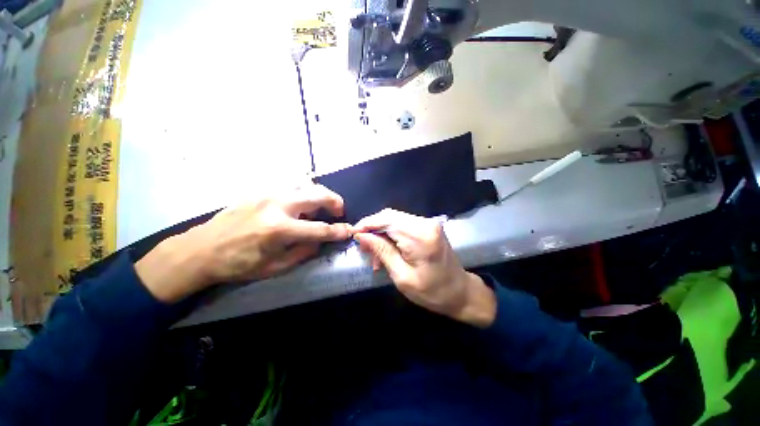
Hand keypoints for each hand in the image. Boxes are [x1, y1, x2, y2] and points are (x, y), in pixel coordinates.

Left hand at [136, 183, 351, 302]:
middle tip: (338, 212)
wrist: (201, 249)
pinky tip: (301, 201)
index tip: (348, 231)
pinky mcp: (261, 190)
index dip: (338, 231)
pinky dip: (303, 190)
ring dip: (319, 193)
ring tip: (319, 206)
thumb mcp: (274, 267)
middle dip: (335, 202)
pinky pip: (290, 183)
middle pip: (318, 195)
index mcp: (279, 229)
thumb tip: (320, 240)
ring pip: (305, 183)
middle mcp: (277, 205)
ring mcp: (268, 193)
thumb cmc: (238, 263)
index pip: (320, 229)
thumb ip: (303, 252)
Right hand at [353, 209, 495, 327]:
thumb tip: (361, 235)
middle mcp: (425, 223)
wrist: (460, 292)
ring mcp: (428, 223)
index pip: (387, 219)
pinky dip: (392, 235)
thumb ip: (382, 251)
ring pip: (395, 219)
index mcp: (420, 236)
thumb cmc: (432, 292)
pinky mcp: (428, 227)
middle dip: (373, 229)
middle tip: (363, 248)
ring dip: (382, 234)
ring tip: (374, 255)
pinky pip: (403, 225)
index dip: (367, 224)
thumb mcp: (402, 276)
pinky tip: (387, 250)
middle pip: (390, 216)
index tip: (353, 233)